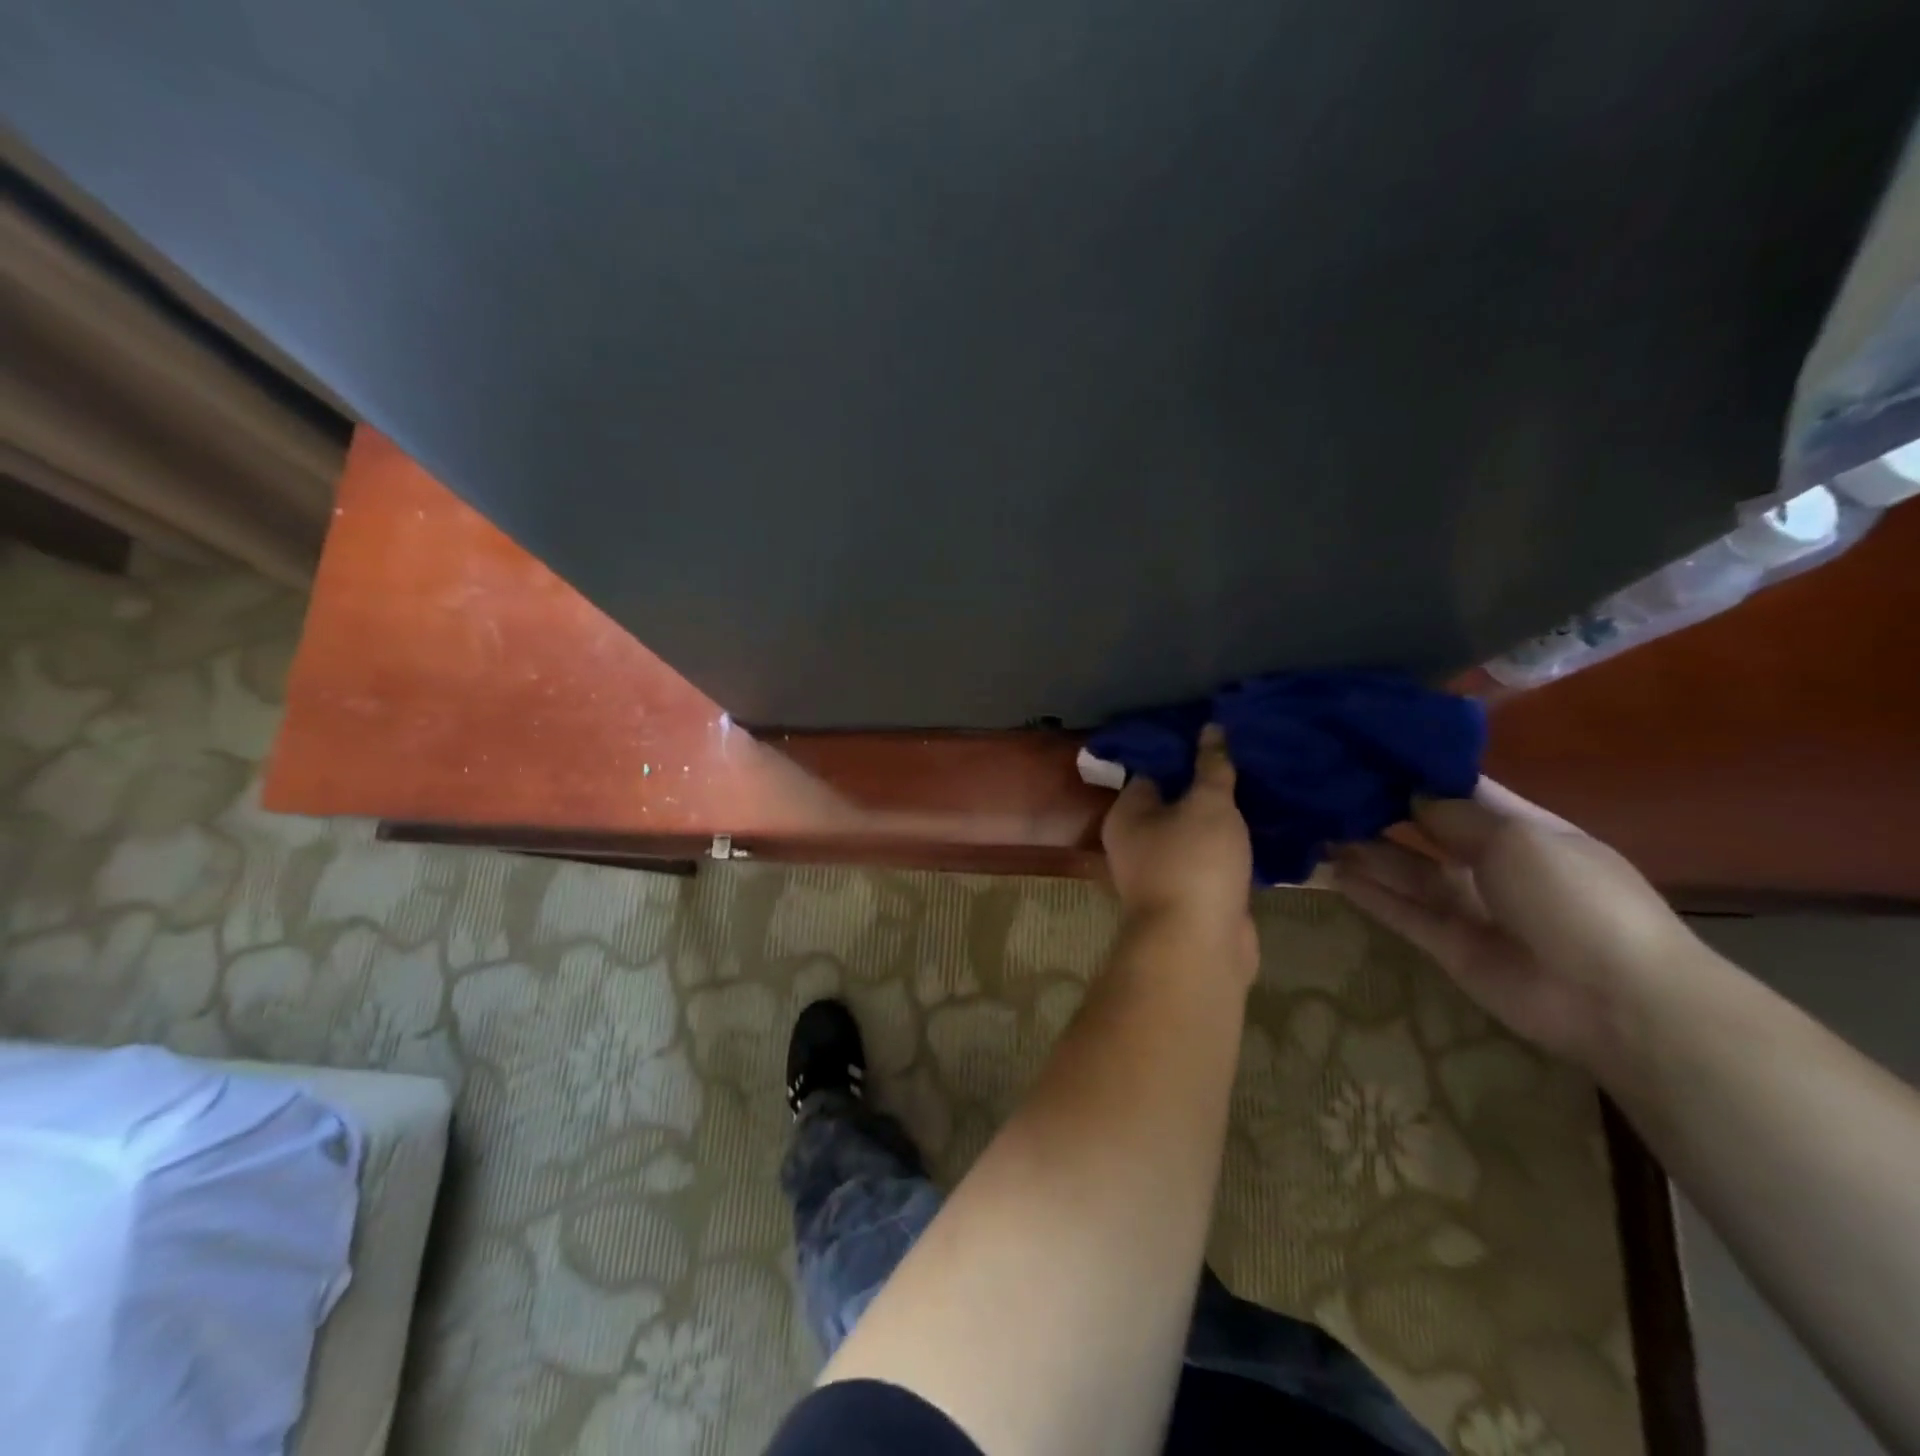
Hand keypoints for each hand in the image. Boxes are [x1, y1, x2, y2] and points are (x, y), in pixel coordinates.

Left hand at [1101, 725, 1257, 980]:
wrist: (1198, 945)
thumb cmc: (1193, 863)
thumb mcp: (1207, 805)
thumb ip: (1211, 767)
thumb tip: (1211, 728)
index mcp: (1127, 814)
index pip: (1152, 770)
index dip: (1183, 750)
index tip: (1218, 734)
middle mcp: (1138, 841)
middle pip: (1176, 802)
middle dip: (1209, 784)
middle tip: (1247, 757)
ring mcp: (1166, 871)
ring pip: (1198, 833)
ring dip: (1226, 818)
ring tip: (1262, 786)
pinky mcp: (1196, 895)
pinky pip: (1216, 861)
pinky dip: (1236, 848)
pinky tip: (1266, 828)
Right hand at [1330, 779, 1699, 1070]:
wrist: (1616, 1001)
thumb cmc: (1575, 899)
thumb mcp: (1518, 839)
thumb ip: (1455, 816)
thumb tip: (1411, 795)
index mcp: (1521, 829)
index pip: (1459, 790)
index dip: (1416, 772)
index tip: (1364, 752)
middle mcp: (1491, 862)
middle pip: (1425, 831)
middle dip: (1382, 811)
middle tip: (1325, 791)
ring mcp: (1469, 906)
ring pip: (1406, 871)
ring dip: (1365, 852)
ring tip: (1315, 829)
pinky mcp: (1448, 945)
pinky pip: (1401, 911)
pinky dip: (1369, 893)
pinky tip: (1330, 873)